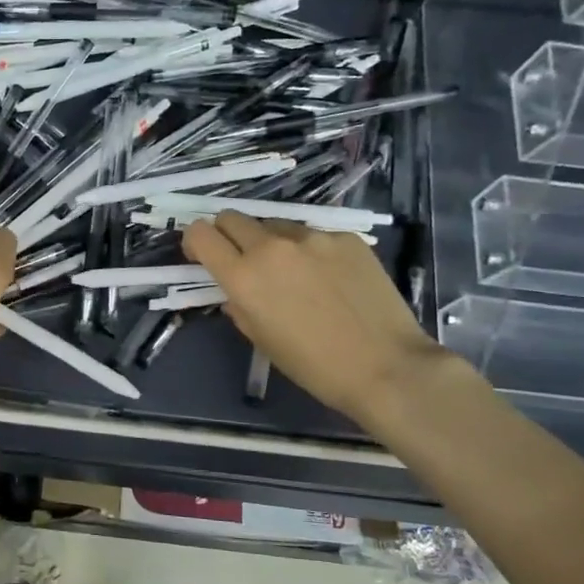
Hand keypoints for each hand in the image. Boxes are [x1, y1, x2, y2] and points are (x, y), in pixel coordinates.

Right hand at [182, 210, 442, 421]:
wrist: (386, 366)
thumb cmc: (313, 365)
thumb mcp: (261, 340)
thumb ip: (239, 307)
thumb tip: (236, 292)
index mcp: (243, 277)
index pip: (200, 234)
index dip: (196, 242)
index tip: (203, 256)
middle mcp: (271, 247)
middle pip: (232, 218)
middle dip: (228, 235)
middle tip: (243, 260)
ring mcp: (312, 237)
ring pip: (275, 225)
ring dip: (271, 243)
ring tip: (295, 274)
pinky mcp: (345, 237)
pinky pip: (314, 236)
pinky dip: (311, 252)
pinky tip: (331, 279)